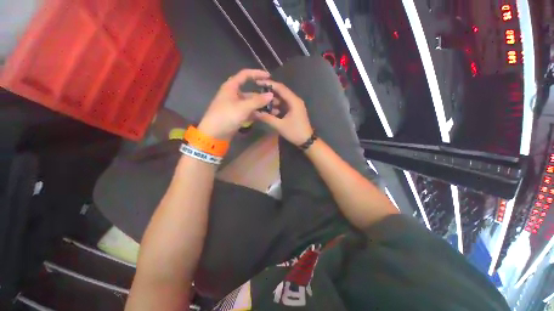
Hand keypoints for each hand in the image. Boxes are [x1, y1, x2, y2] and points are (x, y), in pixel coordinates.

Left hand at [198, 69, 273, 139]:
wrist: (214, 134)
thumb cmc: (226, 116)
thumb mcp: (243, 107)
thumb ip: (258, 101)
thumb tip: (271, 95)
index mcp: (231, 87)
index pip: (245, 75)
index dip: (257, 74)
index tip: (269, 76)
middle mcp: (234, 94)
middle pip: (251, 92)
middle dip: (263, 95)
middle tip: (275, 98)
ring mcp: (236, 106)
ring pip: (251, 103)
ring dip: (262, 106)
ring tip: (275, 109)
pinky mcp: (237, 115)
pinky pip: (249, 112)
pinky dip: (257, 113)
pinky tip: (266, 116)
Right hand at [254, 80, 312, 145]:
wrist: (306, 141)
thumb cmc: (294, 132)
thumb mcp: (280, 125)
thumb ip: (267, 118)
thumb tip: (254, 112)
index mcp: (294, 101)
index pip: (280, 88)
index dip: (269, 84)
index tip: (257, 82)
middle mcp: (295, 100)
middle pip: (281, 92)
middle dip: (269, 93)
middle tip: (257, 94)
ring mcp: (295, 106)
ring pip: (282, 100)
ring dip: (272, 101)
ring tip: (261, 104)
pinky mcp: (294, 111)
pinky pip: (283, 105)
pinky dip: (276, 107)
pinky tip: (269, 111)